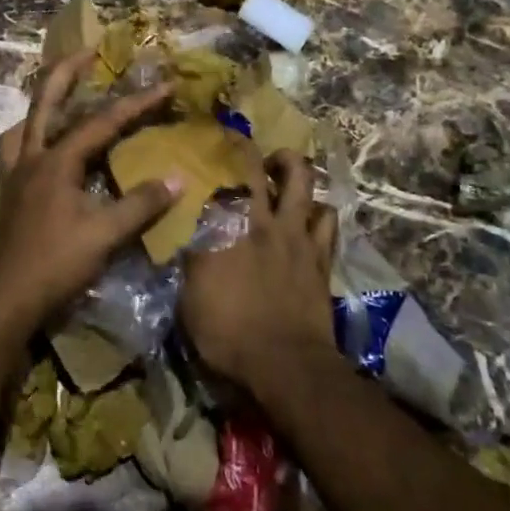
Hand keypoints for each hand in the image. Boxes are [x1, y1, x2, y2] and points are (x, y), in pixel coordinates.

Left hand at [0, 48, 181, 330]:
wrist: (8, 298)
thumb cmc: (57, 263)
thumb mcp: (105, 236)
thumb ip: (140, 205)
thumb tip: (176, 178)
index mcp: (57, 161)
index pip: (101, 123)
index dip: (135, 104)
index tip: (163, 86)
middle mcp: (32, 157)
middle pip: (45, 101)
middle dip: (66, 72)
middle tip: (87, 51)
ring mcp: (15, 174)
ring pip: (24, 123)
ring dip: (42, 103)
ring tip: (60, 97)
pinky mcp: (9, 192)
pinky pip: (15, 149)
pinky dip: (29, 137)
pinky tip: (41, 148)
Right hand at [180, 149, 337, 395]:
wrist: (285, 364)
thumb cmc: (228, 334)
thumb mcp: (189, 301)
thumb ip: (188, 264)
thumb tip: (183, 242)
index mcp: (223, 228)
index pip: (213, 180)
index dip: (208, 159)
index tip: (201, 147)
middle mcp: (260, 220)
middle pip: (256, 167)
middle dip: (247, 149)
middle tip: (240, 146)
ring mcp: (295, 234)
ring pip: (302, 180)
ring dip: (292, 167)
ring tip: (283, 169)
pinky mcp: (321, 255)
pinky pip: (327, 217)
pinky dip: (319, 208)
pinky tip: (311, 211)